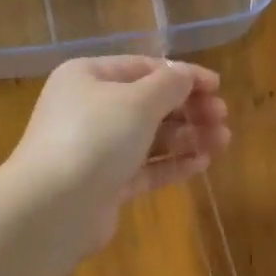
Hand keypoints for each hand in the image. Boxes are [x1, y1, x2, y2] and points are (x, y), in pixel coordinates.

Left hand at [8, 55, 229, 250]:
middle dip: (188, 109)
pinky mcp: (105, 185)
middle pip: (147, 104)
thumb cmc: (95, 138)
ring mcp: (95, 150)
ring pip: (149, 138)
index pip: (142, 68)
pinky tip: (202, 163)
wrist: (53, 207)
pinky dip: (172, 163)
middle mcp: (88, 110)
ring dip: (187, 137)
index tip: (218, 87)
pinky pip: (144, 168)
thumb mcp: (137, 101)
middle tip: (222, 118)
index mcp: (87, 77)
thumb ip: (169, 85)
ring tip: (223, 141)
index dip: (182, 75)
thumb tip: (185, 75)